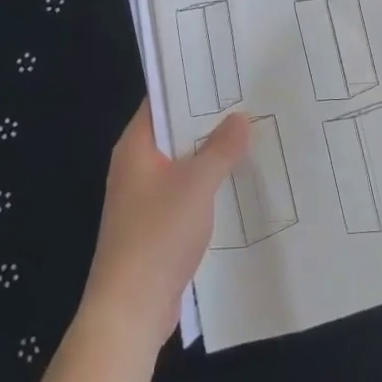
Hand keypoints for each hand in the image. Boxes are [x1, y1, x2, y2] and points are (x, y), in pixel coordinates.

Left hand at [79, 103, 249, 347]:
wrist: (129, 310)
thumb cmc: (157, 235)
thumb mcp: (196, 184)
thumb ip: (221, 148)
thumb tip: (241, 116)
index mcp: (135, 147)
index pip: (161, 100)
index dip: (190, 85)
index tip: (224, 72)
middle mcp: (135, 167)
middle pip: (175, 132)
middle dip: (209, 120)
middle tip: (249, 100)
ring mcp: (144, 198)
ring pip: (182, 164)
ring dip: (211, 155)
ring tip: (251, 136)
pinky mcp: (155, 226)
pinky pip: (185, 192)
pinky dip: (207, 185)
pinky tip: (237, 183)